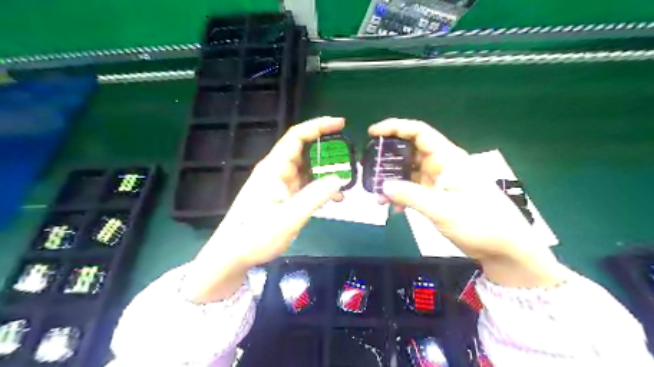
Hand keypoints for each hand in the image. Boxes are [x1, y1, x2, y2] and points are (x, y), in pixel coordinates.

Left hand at [184, 116, 346, 300]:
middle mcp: (276, 171)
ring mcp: (279, 184)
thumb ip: (315, 196)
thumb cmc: (256, 235)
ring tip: (347, 180)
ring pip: (307, 169)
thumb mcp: (289, 217)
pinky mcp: (282, 197)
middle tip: (350, 157)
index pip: (297, 136)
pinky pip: (305, 185)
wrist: (233, 256)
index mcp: (274, 168)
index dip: (319, 126)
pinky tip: (334, 199)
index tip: (341, 124)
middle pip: (304, 151)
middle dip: (328, 151)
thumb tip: (339, 178)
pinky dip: (320, 188)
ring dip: (326, 172)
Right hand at [369, 120, 570, 287]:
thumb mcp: (442, 209)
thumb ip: (411, 195)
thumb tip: (383, 186)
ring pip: (409, 173)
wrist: (503, 248)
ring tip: (377, 194)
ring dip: (392, 181)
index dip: (395, 127)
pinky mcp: (437, 196)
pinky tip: (393, 208)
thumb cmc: (479, 222)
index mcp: (448, 158)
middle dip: (388, 157)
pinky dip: (401, 196)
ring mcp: (439, 181)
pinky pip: (413, 190)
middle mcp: (442, 165)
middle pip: (410, 151)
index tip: (373, 133)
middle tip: (369, 167)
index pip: (419, 132)